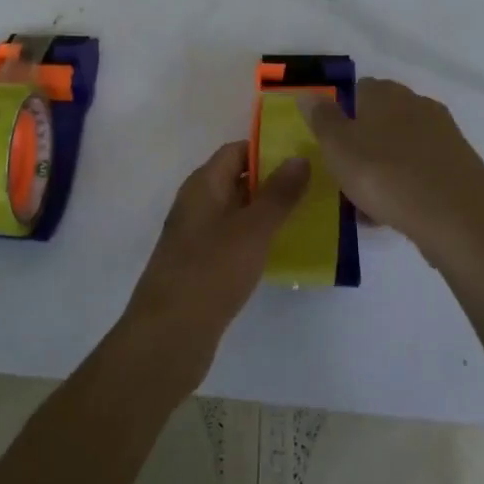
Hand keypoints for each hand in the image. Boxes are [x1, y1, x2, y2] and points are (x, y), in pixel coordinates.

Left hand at [122, 142, 309, 383]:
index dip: (267, 149)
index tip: (303, 156)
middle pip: (236, 179)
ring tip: (307, 217)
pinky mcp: (200, 265)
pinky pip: (232, 240)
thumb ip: (278, 194)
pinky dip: (255, 239)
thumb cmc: (211, 271)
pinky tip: (280, 252)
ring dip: (266, 212)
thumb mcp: (252, 229)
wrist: (169, 334)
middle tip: (314, 187)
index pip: (235, 151)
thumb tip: (299, 157)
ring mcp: (196, 236)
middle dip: (272, 181)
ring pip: (236, 212)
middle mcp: (196, 203)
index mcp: (203, 184)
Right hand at [301, 78, 483, 266]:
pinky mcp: (462, 166)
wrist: (460, 221)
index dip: (341, 115)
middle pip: (381, 119)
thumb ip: (322, 118)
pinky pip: (423, 171)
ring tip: (367, 203)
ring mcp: (444, 135)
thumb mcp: (338, 148)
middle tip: (346, 175)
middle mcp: (417, 104)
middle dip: (363, 143)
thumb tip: (309, 94)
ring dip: (384, 167)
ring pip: (402, 147)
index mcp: (386, 94)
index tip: (330, 145)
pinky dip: (408, 186)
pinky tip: (396, 214)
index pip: (357, 90)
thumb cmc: (386, 176)